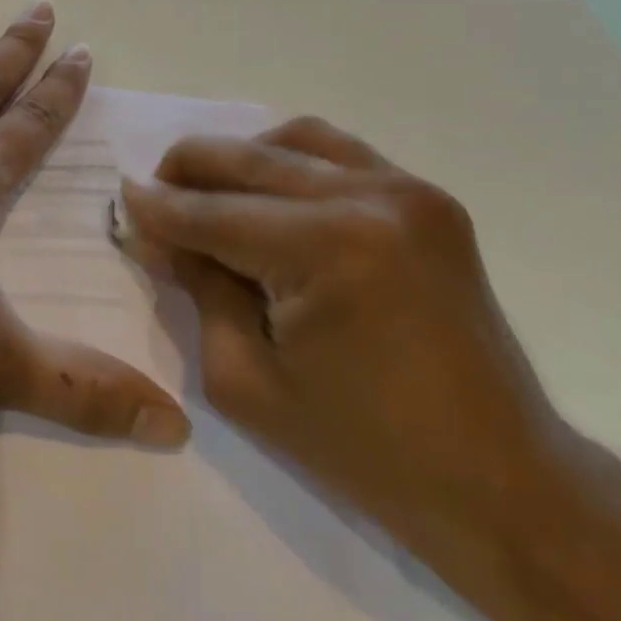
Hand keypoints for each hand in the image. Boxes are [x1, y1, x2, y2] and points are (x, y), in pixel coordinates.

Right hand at [121, 119, 568, 559]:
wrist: (501, 479)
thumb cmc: (363, 447)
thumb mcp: (245, 378)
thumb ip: (198, 289)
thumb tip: (160, 233)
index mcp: (326, 249)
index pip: (212, 213)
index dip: (158, 207)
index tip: (120, 199)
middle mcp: (370, 198)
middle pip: (247, 160)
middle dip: (186, 171)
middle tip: (152, 193)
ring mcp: (407, 190)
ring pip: (291, 140)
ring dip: (238, 159)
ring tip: (208, 191)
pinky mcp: (426, 199)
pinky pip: (338, 152)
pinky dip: (289, 160)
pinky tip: (267, 191)